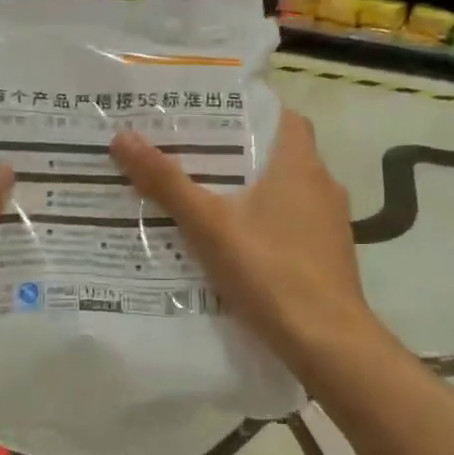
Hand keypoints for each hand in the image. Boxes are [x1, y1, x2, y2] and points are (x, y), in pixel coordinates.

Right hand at [110, 110, 376, 376]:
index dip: (248, 111)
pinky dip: (264, 223)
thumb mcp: (209, 225)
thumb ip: (167, 182)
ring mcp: (330, 223)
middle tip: (190, 155)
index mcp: (300, 164)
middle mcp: (322, 185)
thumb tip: (123, 137)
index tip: (209, 117)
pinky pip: (291, 223)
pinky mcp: (328, 255)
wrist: (327, 342)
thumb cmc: (270, 271)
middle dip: (237, 154)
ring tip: (204, 197)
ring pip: (286, 191)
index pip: (281, 116)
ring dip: (251, 190)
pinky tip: (233, 243)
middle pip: (278, 153)